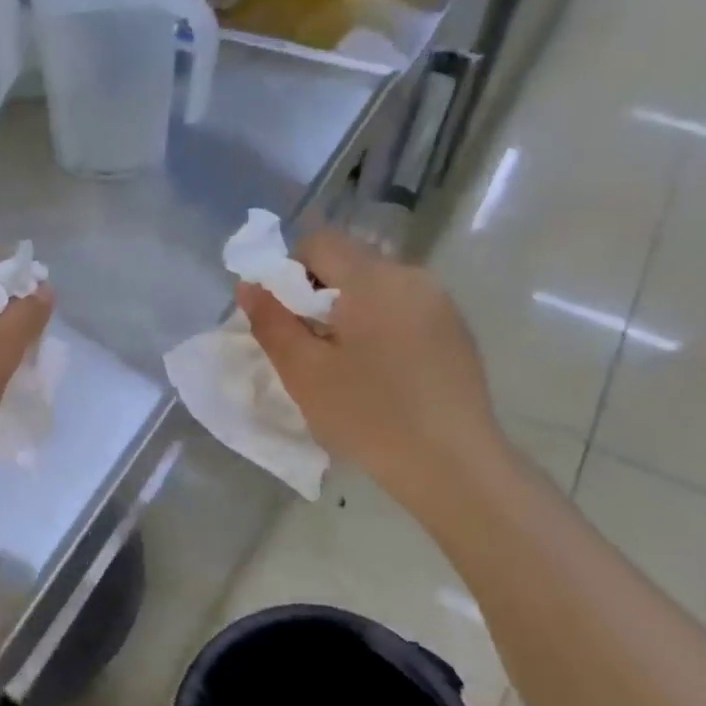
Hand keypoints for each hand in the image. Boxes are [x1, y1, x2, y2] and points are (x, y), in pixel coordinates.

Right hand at [237, 228, 507, 510]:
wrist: (452, 464)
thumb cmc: (368, 415)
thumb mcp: (304, 372)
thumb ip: (271, 321)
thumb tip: (249, 285)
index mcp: (373, 279)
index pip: (319, 241)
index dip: (289, 271)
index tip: (285, 318)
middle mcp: (412, 276)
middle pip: (350, 262)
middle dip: (319, 294)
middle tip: (310, 347)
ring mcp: (441, 302)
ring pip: (378, 287)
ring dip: (350, 311)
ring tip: (346, 364)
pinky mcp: (456, 330)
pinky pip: (404, 309)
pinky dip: (380, 326)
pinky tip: (382, 374)